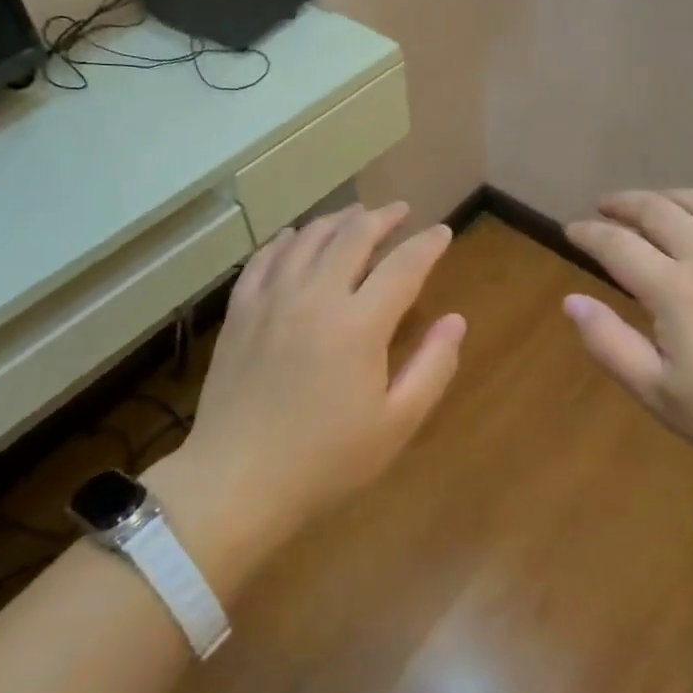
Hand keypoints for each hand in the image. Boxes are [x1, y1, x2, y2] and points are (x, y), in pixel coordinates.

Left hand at [161, 203, 466, 560]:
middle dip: (383, 218)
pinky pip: (266, 257)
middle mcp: (315, 296)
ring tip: (357, 215)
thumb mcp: (396, 424)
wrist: (236, 481)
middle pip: (353, 236)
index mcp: (359, 324)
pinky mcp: (241, 310)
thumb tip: (456, 320)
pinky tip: (296, 236)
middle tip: (401, 212)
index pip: (403, 266)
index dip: (427, 244)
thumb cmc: (325, 460)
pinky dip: (288, 239)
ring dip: (338, 220)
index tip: (442, 232)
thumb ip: (433, 367)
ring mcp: (272, 299)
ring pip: (309, 238)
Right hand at [564, 189, 692, 481]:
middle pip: (656, 209)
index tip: (570, 230)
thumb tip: (572, 300)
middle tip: (603, 207)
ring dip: (663, 197)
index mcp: (676, 289)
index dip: (588, 233)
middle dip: (622, 203)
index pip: (617, 244)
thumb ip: (610, 344)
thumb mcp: (661, 394)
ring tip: (646, 204)